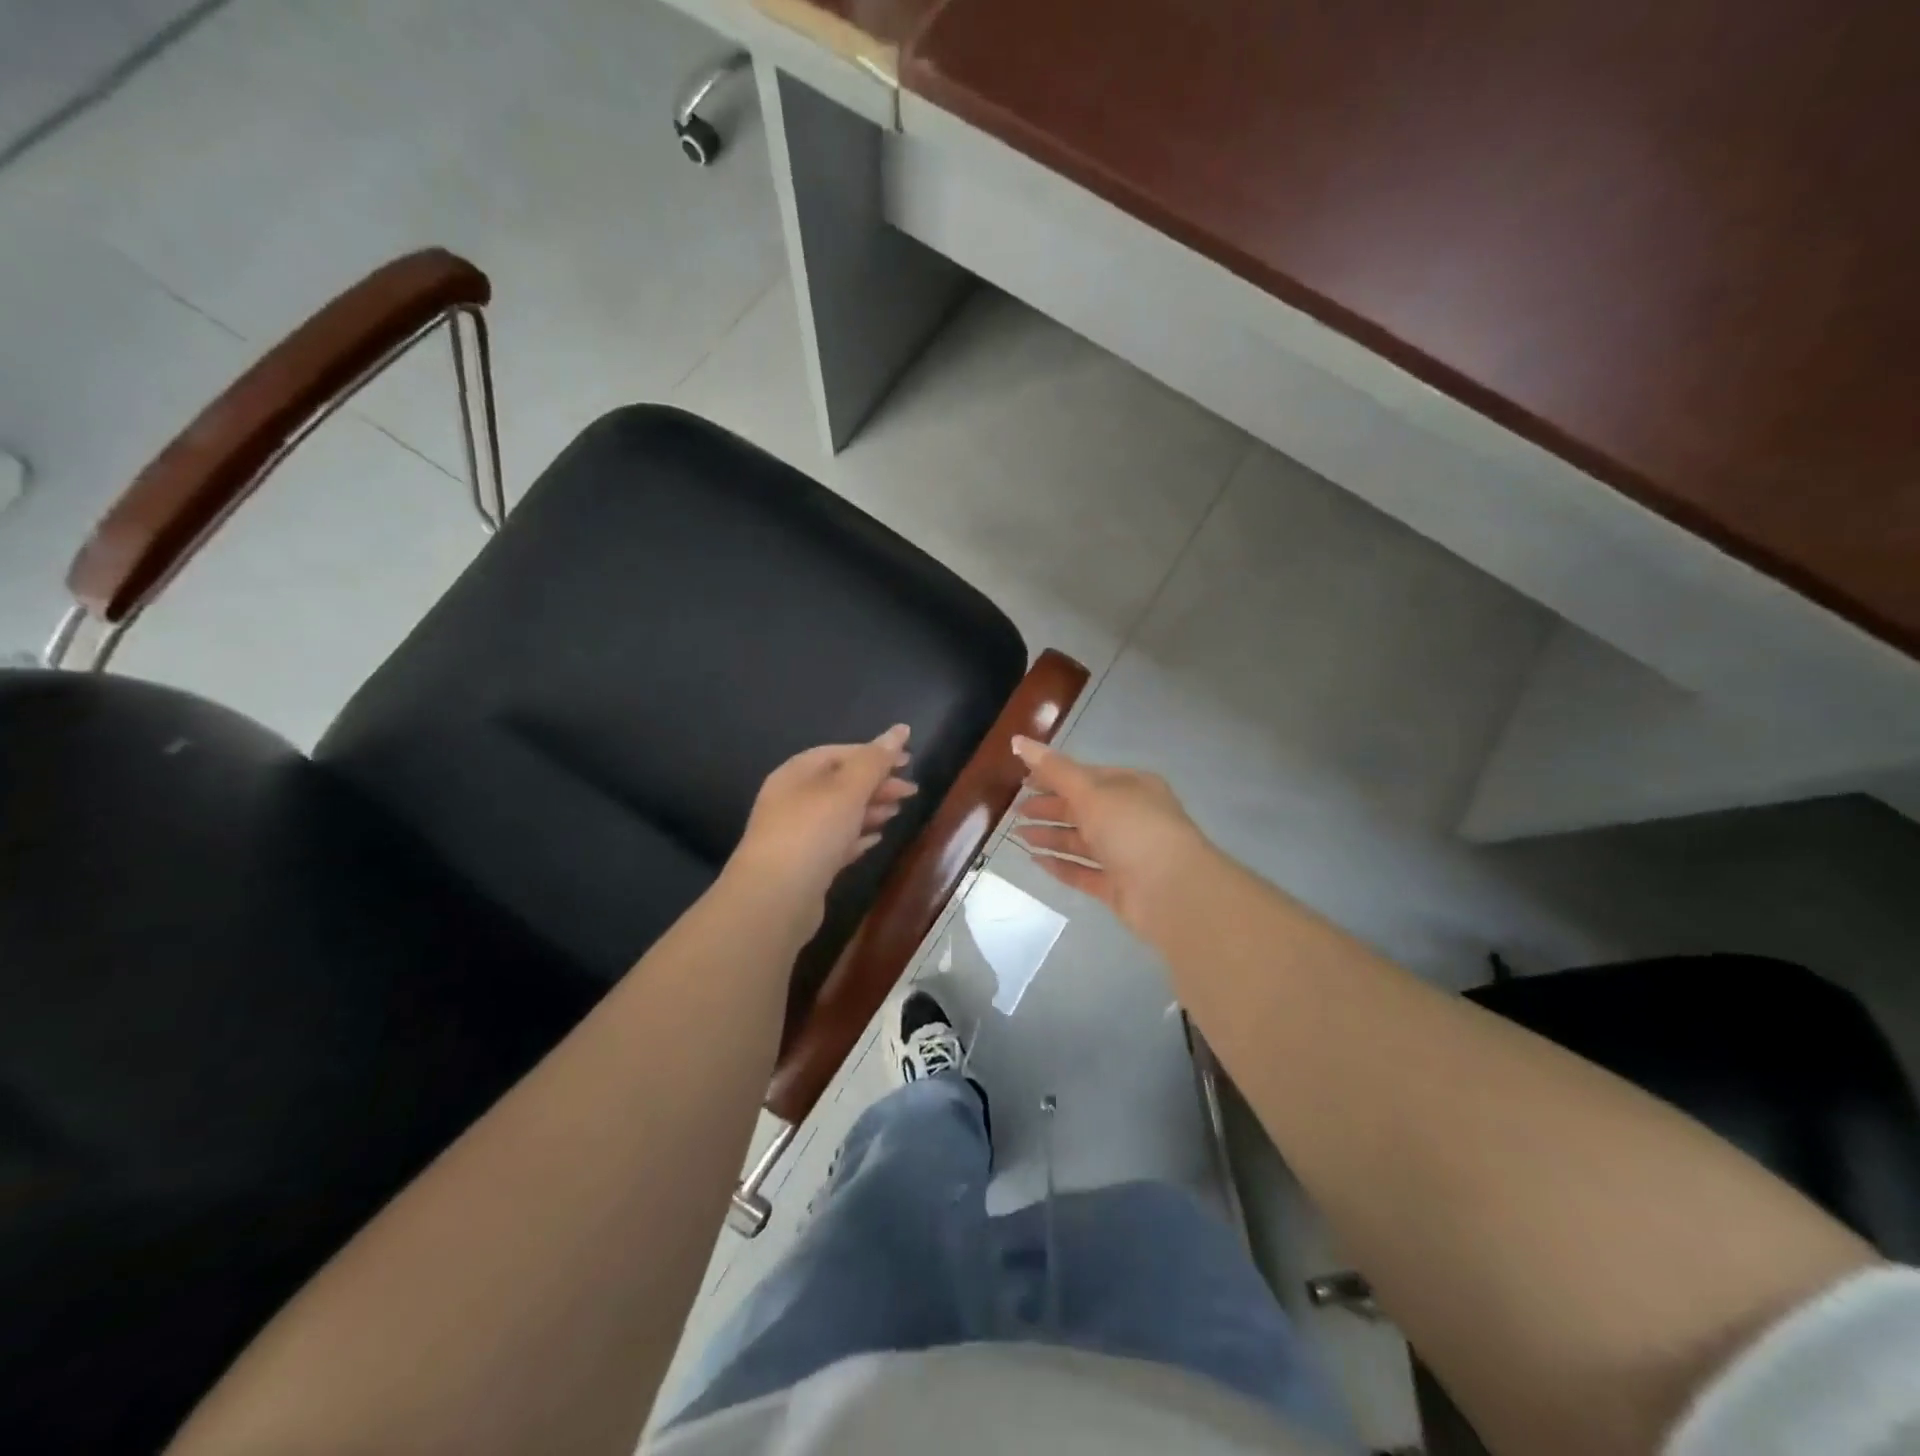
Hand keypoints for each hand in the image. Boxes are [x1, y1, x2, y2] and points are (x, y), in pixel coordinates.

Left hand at [726, 725, 917, 928]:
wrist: (775, 898)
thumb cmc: (812, 832)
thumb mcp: (848, 789)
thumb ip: (875, 760)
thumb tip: (900, 729)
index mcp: (796, 773)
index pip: (839, 753)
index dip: (875, 753)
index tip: (908, 761)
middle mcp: (792, 799)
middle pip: (841, 783)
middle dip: (877, 784)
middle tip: (911, 792)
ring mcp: (797, 834)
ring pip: (840, 813)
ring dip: (870, 809)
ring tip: (897, 812)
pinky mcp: (806, 864)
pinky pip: (836, 842)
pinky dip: (857, 836)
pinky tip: (876, 840)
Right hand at [1009, 736, 1217, 936]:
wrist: (1172, 891)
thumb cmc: (1132, 828)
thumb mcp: (1091, 791)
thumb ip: (1054, 769)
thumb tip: (1018, 740)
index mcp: (1131, 787)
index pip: (1086, 775)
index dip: (1054, 776)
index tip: (1022, 780)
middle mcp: (1130, 817)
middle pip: (1082, 808)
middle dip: (1049, 807)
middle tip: (1015, 810)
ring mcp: (1125, 854)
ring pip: (1081, 841)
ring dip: (1050, 836)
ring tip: (1018, 835)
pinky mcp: (1118, 886)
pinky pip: (1083, 872)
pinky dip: (1060, 865)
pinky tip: (1035, 861)